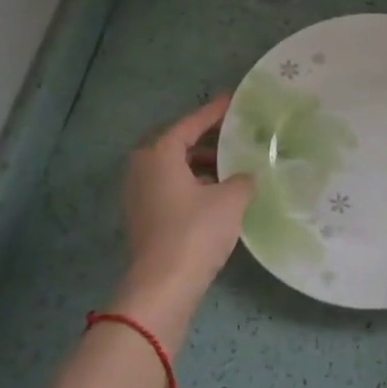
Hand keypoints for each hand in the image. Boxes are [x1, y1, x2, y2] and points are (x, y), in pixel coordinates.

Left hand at [120, 97, 253, 309]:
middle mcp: (142, 168)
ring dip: (202, 165)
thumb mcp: (230, 200)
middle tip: (236, 134)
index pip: (190, 124)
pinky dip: (193, 184)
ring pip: (174, 169)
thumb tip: (247, 175)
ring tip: (233, 166)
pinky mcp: (143, 218)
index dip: (214, 112)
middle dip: (207, 140)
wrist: (163, 286)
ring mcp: (139, 195)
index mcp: (159, 154)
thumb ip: (243, 179)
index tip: (233, 100)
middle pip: (178, 144)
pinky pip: (171, 188)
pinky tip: (219, 194)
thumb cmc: (195, 232)